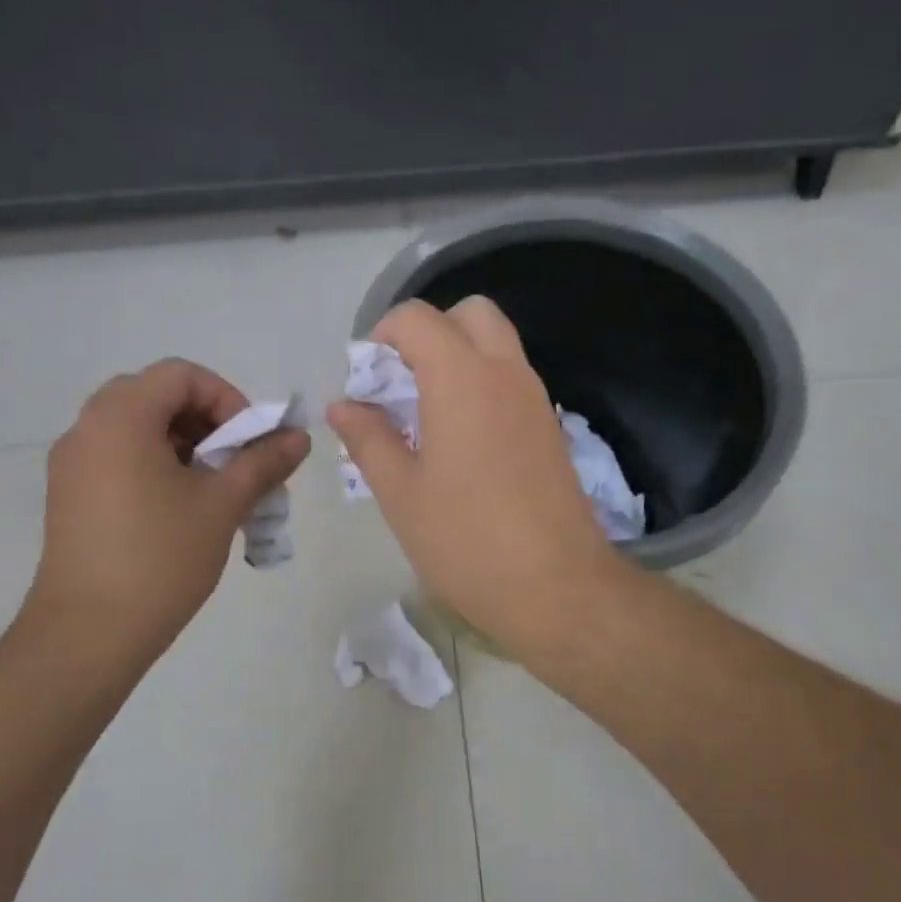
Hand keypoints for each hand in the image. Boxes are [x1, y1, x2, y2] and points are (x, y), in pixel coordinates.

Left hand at [11, 359, 309, 678]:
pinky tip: (181, 510)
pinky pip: (119, 458)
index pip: (181, 375)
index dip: (226, 398)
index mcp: (121, 418)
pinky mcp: (69, 495)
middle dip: (207, 421)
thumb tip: (299, 437)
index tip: (248, 442)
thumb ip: (263, 462)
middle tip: (234, 461)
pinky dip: (156, 465)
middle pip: (157, 396)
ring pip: (137, 429)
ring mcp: (72, 464)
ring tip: (215, 490)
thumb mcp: (222, 505)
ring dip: (184, 445)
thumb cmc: (160, 558)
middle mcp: (88, 428)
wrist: (88, 633)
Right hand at [327, 297, 622, 652]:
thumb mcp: (400, 493)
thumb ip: (368, 438)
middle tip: (402, 383)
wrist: (557, 588)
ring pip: (497, 344)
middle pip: (469, 314)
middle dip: (429, 332)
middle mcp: (506, 373)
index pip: (417, 319)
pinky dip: (482, 384)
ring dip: (458, 357)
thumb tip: (343, 405)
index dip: (382, 336)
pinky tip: (461, 441)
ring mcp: (535, 399)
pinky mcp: (550, 428)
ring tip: (426, 415)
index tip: (366, 380)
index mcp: (462, 378)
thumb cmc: (465, 541)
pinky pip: (512, 380)